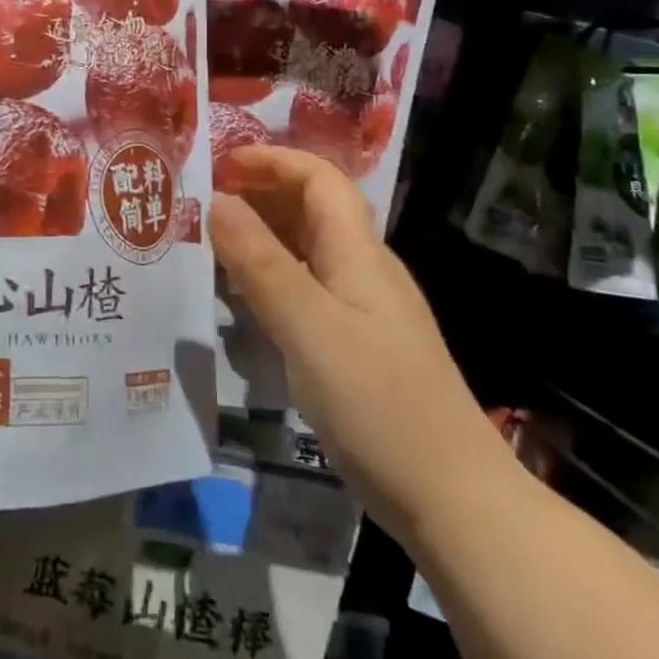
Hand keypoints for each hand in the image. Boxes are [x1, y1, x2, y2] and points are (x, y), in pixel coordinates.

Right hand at [212, 147, 496, 533]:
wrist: (452, 498)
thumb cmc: (377, 401)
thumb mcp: (307, 325)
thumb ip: (260, 261)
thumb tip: (217, 201)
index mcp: (358, 252)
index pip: (318, 178)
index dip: (271, 161)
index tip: (220, 165)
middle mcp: (364, 268)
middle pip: (314, 207)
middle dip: (262, 192)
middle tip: (205, 202)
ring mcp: (365, 308)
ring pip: (309, 249)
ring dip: (264, 234)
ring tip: (213, 243)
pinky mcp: (360, 345)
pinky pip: (309, 287)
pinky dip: (273, 276)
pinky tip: (245, 300)